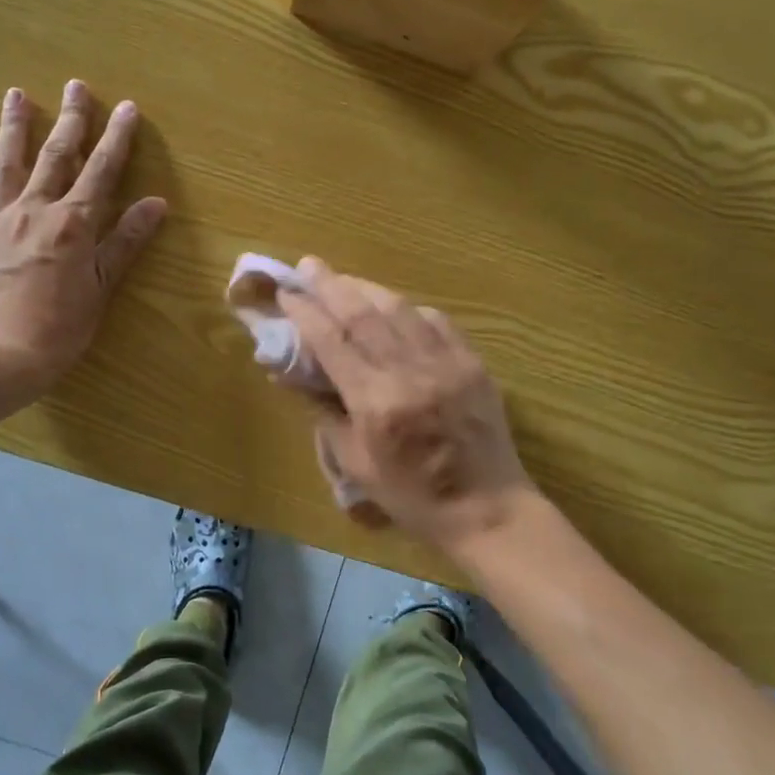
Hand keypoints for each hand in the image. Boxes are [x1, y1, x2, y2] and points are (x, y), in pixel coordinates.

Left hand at [0, 80, 166, 398]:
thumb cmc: (58, 330)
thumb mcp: (101, 288)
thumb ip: (126, 242)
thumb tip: (156, 203)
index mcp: (73, 223)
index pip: (101, 171)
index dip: (117, 138)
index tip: (127, 108)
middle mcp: (34, 210)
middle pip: (55, 156)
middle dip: (70, 119)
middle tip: (76, 85)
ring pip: (5, 163)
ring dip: (13, 127)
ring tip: (16, 94)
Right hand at [281, 259, 534, 554]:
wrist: (488, 509)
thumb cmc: (413, 496)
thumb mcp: (356, 464)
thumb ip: (323, 412)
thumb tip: (289, 373)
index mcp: (377, 402)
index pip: (332, 341)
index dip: (306, 312)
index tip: (287, 293)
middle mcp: (410, 372)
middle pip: (363, 314)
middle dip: (331, 285)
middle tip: (308, 266)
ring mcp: (446, 362)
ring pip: (398, 308)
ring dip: (366, 288)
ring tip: (343, 279)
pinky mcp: (472, 361)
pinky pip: (435, 320)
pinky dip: (407, 308)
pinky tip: (393, 306)